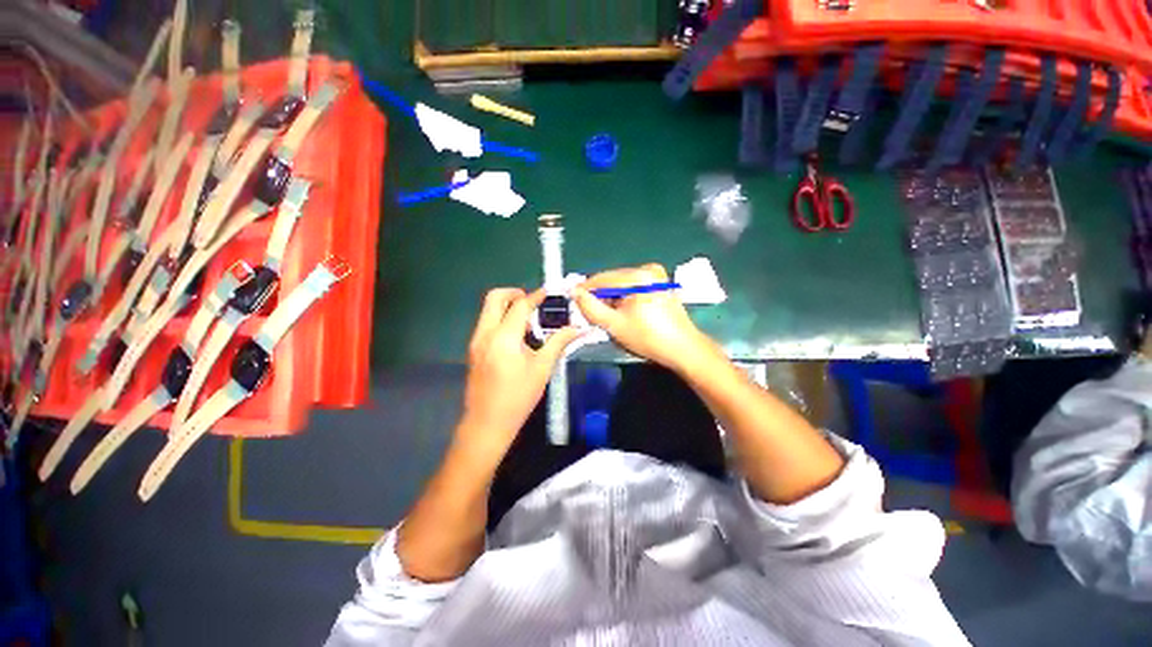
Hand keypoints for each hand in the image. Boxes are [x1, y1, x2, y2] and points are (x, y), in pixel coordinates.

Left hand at [458, 288, 582, 460]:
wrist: (487, 424)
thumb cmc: (518, 397)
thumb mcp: (542, 369)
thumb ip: (558, 343)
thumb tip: (577, 329)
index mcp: (504, 337)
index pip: (520, 306)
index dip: (536, 296)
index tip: (549, 292)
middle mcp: (485, 333)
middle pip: (495, 298)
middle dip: (514, 293)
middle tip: (533, 302)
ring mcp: (475, 341)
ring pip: (488, 310)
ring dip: (507, 306)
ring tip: (527, 319)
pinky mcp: (473, 349)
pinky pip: (486, 323)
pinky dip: (501, 319)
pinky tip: (516, 336)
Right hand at [572, 264, 715, 372]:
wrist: (683, 349)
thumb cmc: (648, 338)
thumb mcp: (614, 325)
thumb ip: (590, 307)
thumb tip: (575, 292)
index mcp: (638, 277)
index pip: (602, 279)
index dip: (585, 290)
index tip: (572, 300)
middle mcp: (648, 269)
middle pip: (613, 279)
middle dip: (600, 295)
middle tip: (589, 313)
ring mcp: (657, 275)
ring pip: (622, 284)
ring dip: (612, 297)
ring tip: (607, 316)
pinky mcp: (661, 283)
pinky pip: (633, 286)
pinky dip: (624, 297)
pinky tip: (623, 312)